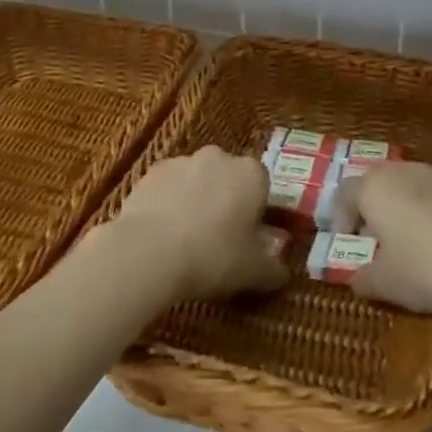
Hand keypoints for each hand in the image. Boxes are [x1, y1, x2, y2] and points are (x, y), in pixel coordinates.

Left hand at [107, 146, 289, 302]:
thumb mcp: (253, 272)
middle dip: (225, 201)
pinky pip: (167, 187)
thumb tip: (282, 274)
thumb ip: (273, 270)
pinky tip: (161, 234)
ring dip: (195, 200)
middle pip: (228, 177)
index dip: (256, 211)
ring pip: (196, 180)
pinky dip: (167, 203)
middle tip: (219, 239)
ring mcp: (182, 161)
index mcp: (251, 174)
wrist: (149, 251)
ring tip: (185, 240)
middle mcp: (219, 157)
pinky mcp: (151, 172)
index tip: (248, 237)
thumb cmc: (213, 256)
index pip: (262, 185)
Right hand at [335, 161, 431, 314]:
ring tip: (414, 234)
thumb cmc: (430, 269)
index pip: (344, 194)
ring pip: (410, 180)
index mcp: (374, 188)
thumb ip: (363, 279)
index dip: (340, 218)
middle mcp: (403, 170)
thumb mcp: (387, 284)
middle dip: (372, 208)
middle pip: (377, 182)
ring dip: (404, 202)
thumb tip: (356, 278)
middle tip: (378, 240)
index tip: (347, 243)